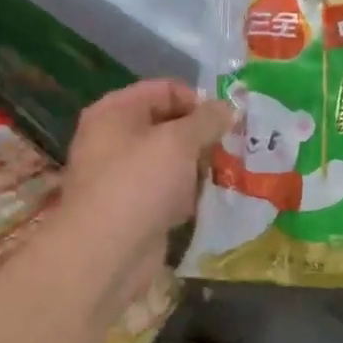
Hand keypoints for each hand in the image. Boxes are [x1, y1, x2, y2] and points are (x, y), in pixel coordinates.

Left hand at [60, 80, 233, 295]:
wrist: (106, 253)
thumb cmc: (139, 183)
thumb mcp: (179, 141)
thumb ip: (207, 120)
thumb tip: (228, 108)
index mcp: (115, 112)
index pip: (164, 89)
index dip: (197, 100)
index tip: (228, 118)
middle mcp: (115, 139)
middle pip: (168, 125)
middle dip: (202, 135)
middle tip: (236, 145)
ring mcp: (124, 177)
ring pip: (171, 161)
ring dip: (199, 166)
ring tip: (232, 171)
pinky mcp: (135, 209)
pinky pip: (169, 192)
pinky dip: (189, 195)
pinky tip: (212, 200)